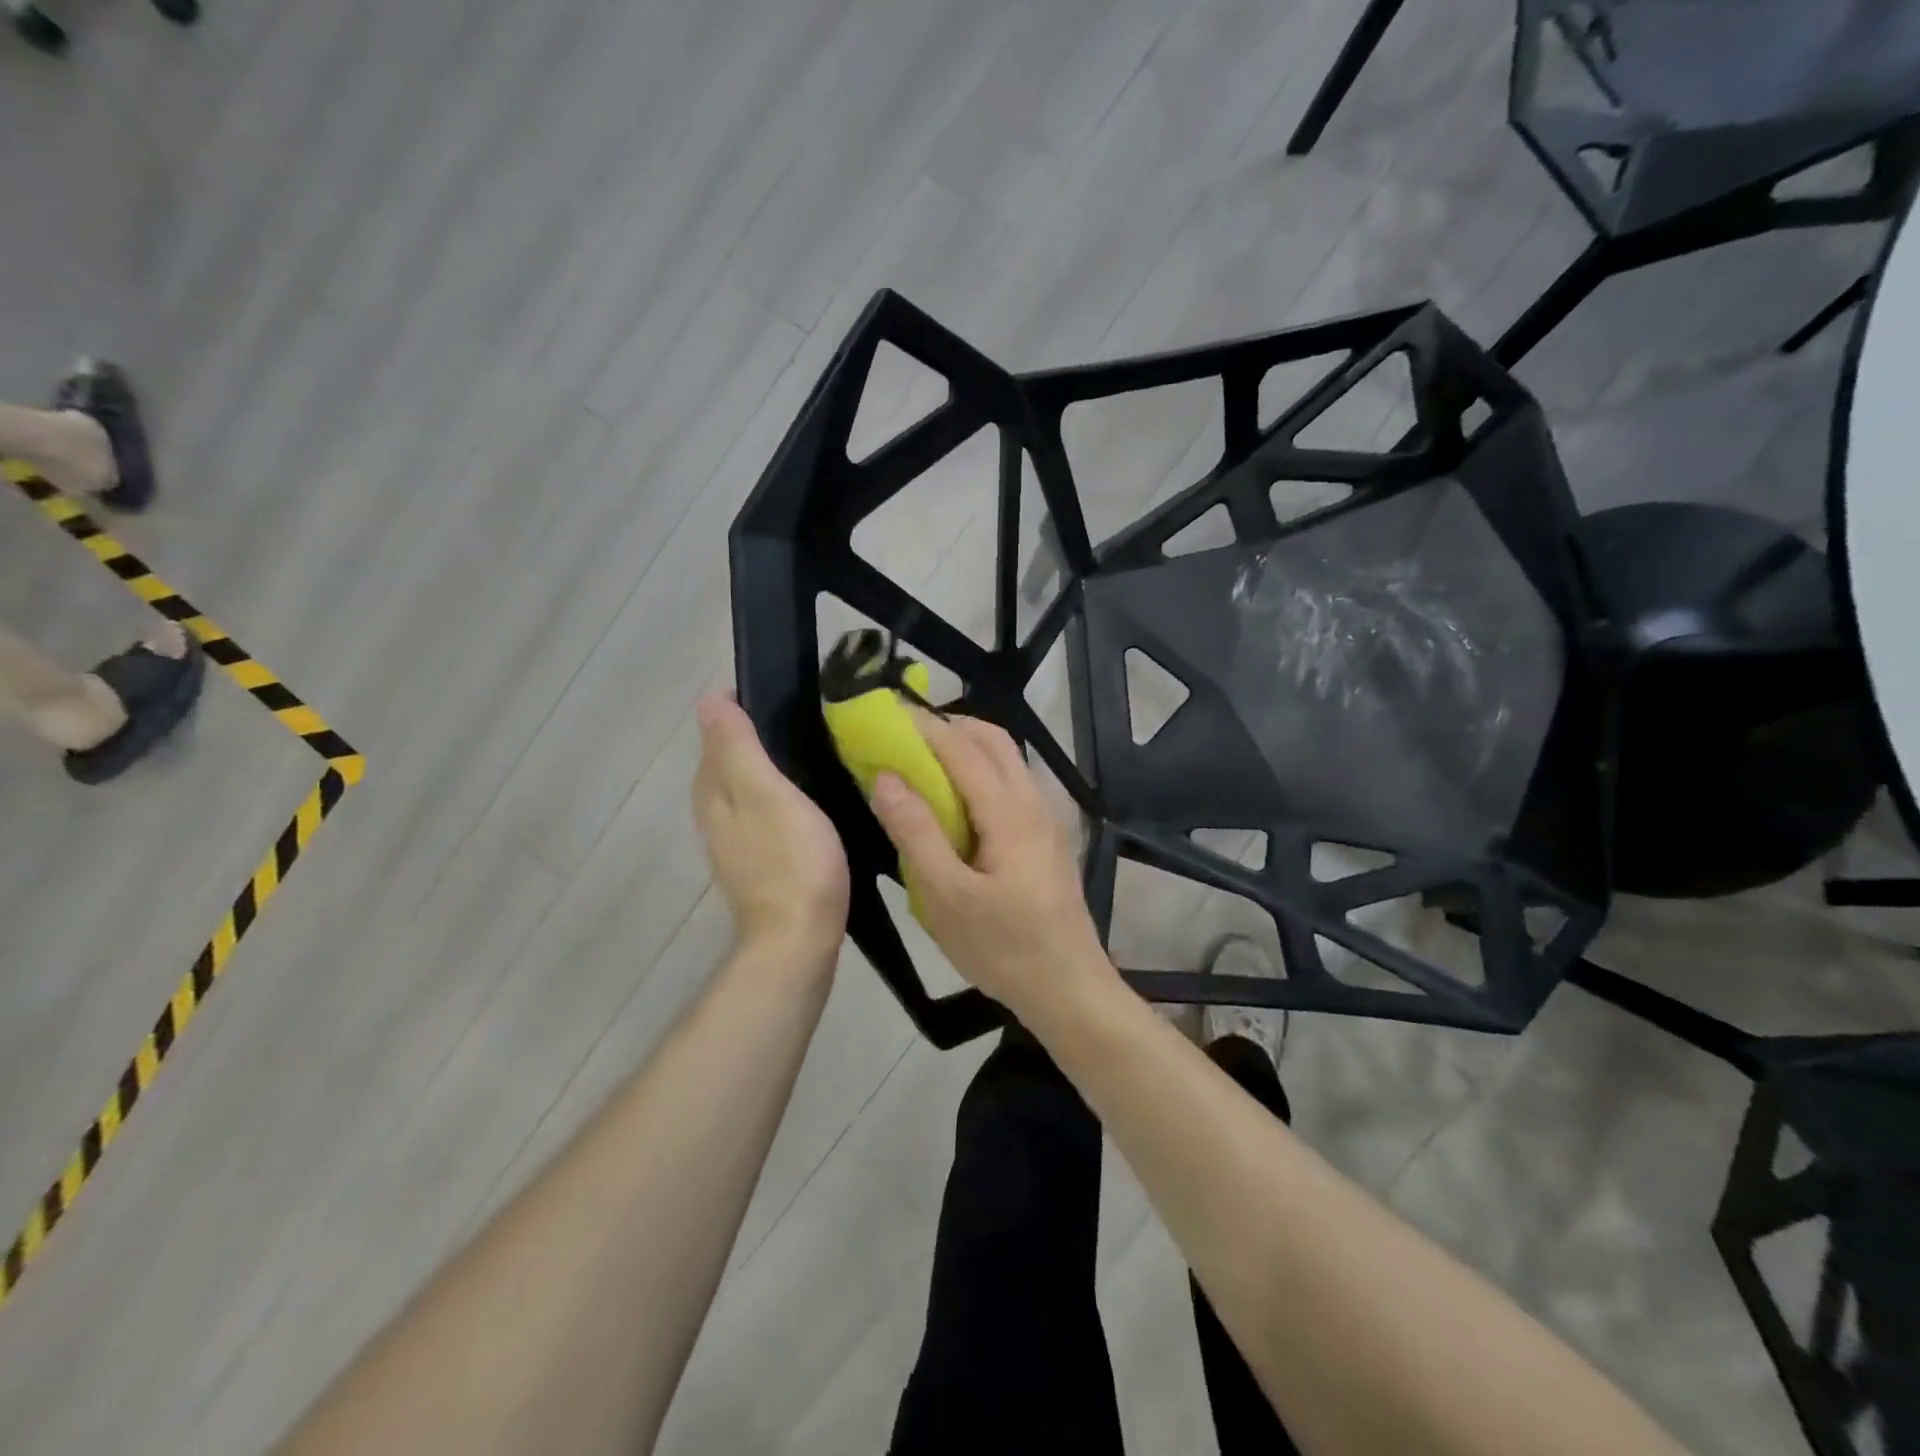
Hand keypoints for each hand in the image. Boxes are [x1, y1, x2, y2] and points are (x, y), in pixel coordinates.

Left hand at [693, 692, 849, 963]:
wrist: (798, 938)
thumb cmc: (790, 860)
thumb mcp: (766, 793)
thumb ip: (738, 747)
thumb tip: (710, 700)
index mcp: (713, 790)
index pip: (716, 732)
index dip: (744, 707)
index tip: (786, 695)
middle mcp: (715, 812)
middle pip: (730, 760)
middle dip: (757, 734)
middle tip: (807, 718)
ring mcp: (736, 841)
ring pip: (748, 787)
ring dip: (771, 766)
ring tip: (814, 751)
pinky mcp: (759, 861)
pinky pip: (764, 812)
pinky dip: (780, 796)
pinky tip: (810, 799)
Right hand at [869, 710, 1114, 1021]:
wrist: (1069, 987)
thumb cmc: (1003, 948)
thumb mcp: (946, 898)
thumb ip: (916, 832)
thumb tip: (885, 776)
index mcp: (1009, 811)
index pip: (960, 747)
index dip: (921, 725)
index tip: (884, 714)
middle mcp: (1033, 800)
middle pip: (992, 739)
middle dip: (947, 726)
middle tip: (902, 736)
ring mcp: (1046, 816)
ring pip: (1006, 758)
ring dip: (966, 745)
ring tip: (923, 762)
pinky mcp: (1047, 834)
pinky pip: (1012, 781)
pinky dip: (981, 769)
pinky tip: (957, 800)